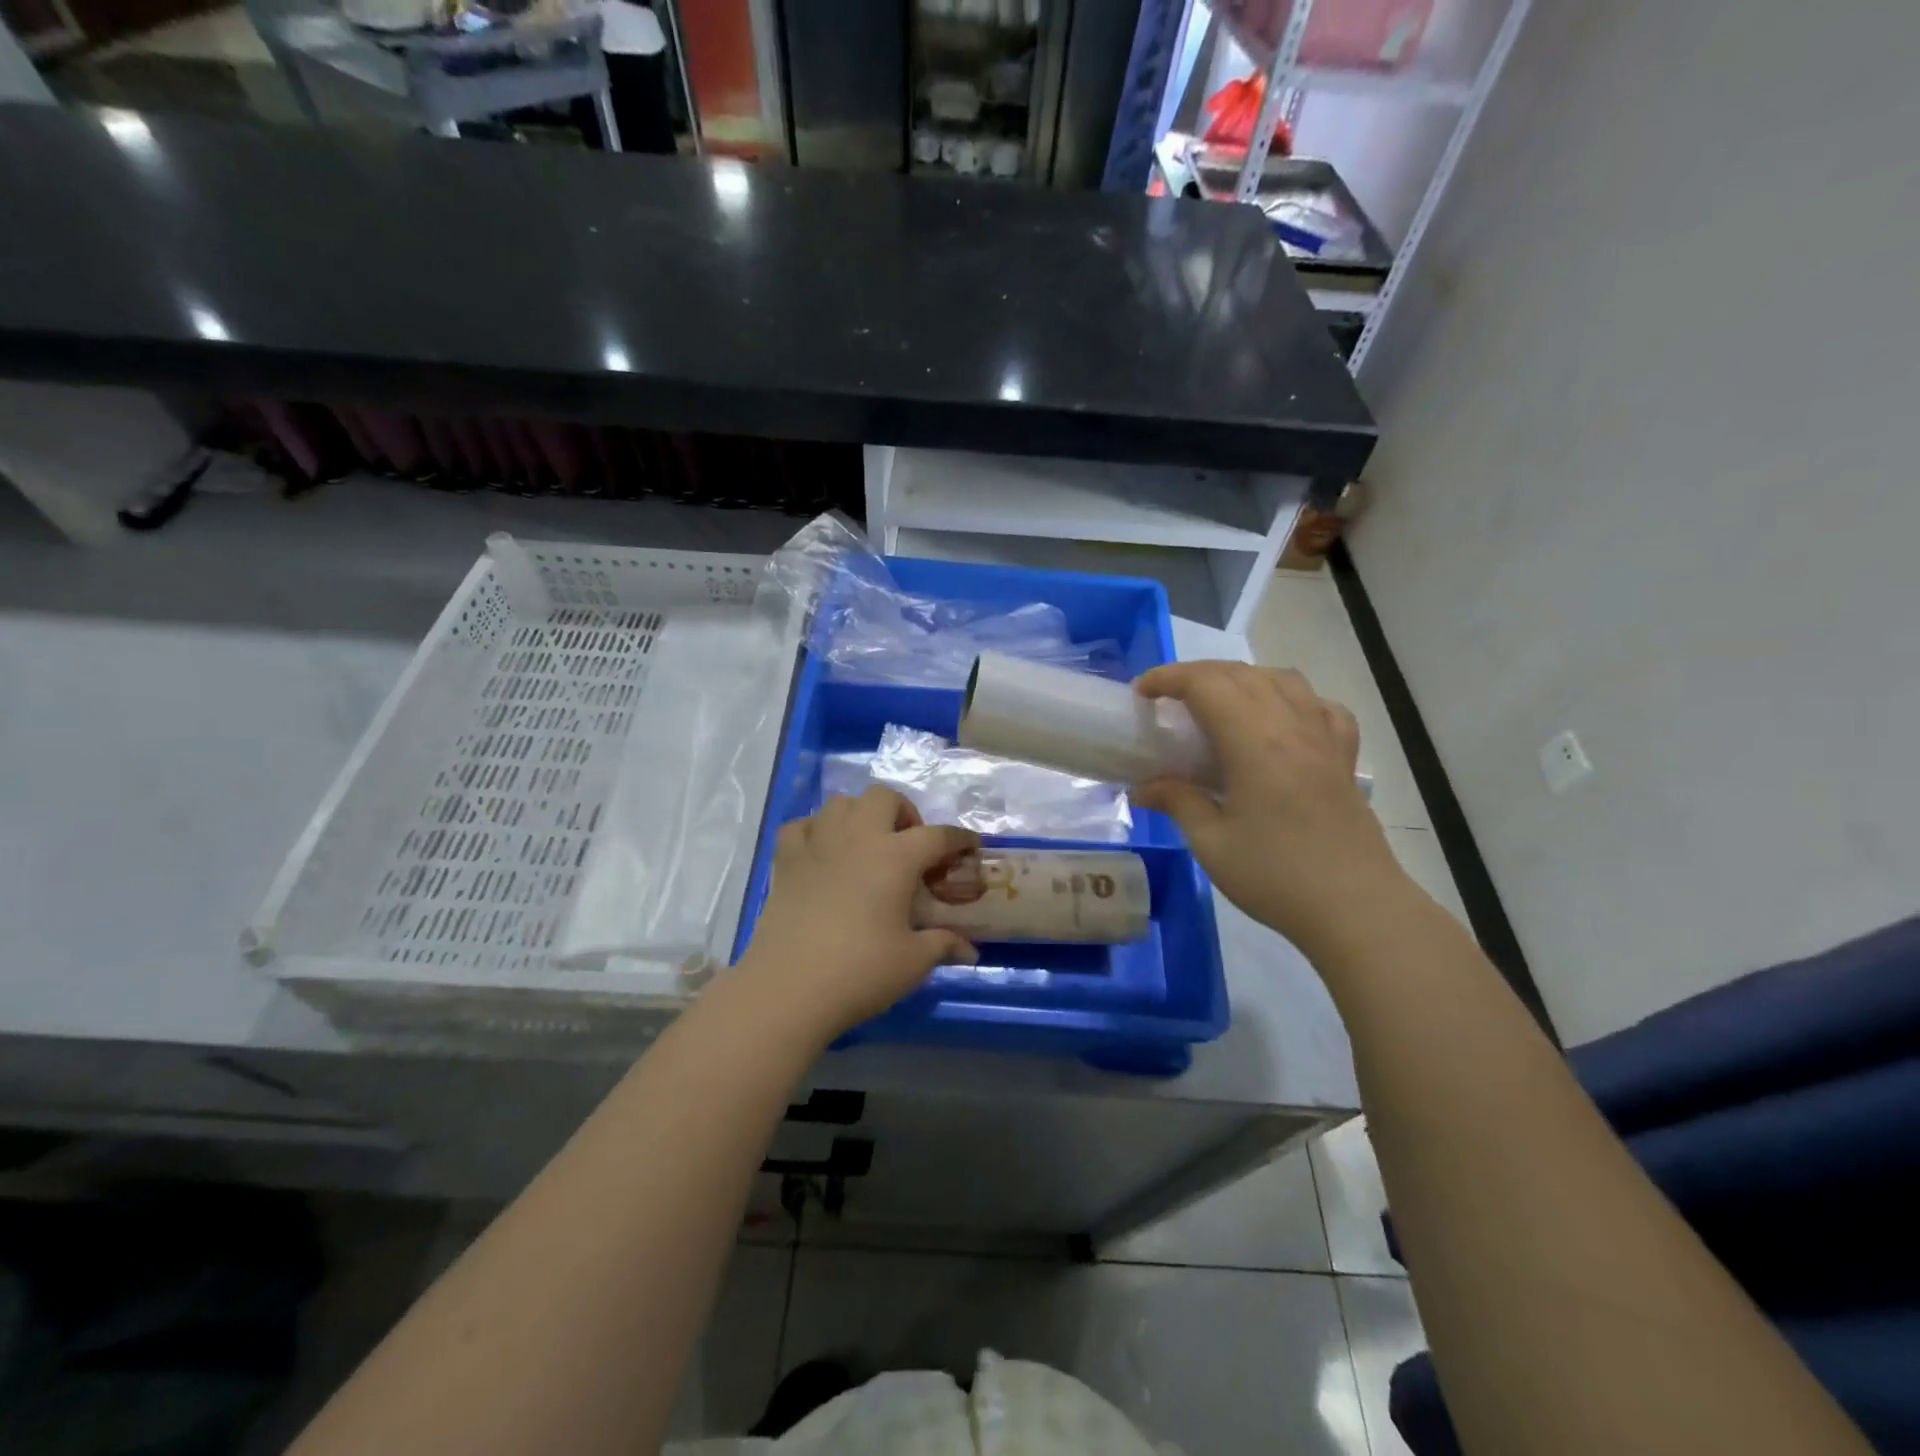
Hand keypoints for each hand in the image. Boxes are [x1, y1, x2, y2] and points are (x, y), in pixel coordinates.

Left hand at [738, 787, 979, 1038]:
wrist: (788, 987)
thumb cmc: (860, 971)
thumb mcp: (912, 962)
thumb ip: (943, 945)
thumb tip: (970, 950)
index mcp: (896, 857)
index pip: (938, 836)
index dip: (959, 839)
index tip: (970, 845)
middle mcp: (858, 837)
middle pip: (884, 797)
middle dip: (903, 812)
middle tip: (908, 844)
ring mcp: (817, 844)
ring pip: (840, 803)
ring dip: (859, 815)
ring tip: (866, 843)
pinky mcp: (786, 860)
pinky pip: (801, 826)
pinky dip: (815, 830)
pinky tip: (822, 852)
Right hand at [1133, 661, 1407, 954]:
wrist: (1355, 908)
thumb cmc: (1276, 876)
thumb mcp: (1211, 843)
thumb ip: (1177, 802)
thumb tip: (1141, 787)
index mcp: (1255, 742)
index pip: (1207, 684)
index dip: (1169, 678)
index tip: (1140, 693)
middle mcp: (1292, 726)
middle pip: (1241, 675)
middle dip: (1197, 675)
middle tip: (1167, 699)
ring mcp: (1324, 738)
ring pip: (1282, 680)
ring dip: (1242, 679)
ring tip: (1218, 703)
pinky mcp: (1344, 757)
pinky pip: (1320, 706)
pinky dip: (1293, 699)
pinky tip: (1281, 720)